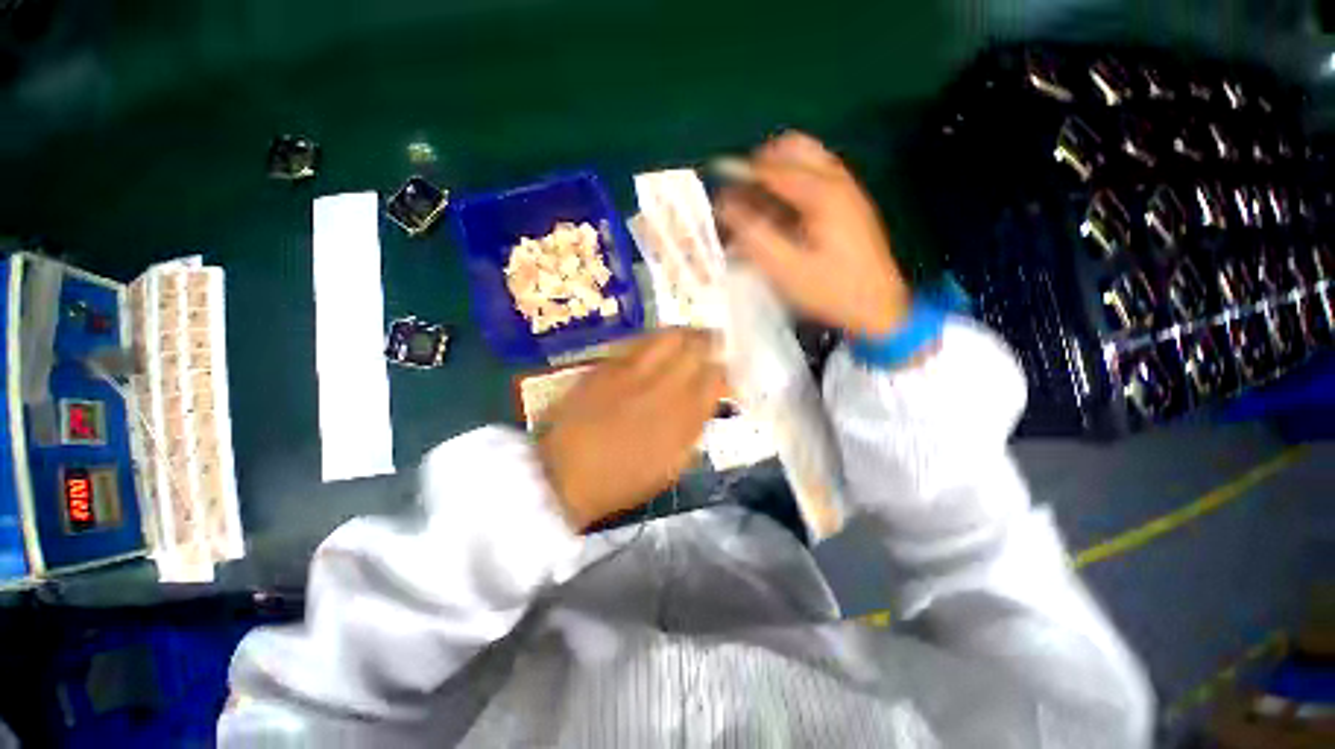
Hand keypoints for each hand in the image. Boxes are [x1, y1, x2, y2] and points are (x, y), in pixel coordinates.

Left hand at [536, 329, 725, 529]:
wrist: (563, 474)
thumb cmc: (622, 480)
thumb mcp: (670, 466)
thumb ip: (693, 430)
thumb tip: (706, 405)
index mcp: (683, 417)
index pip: (715, 378)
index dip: (724, 371)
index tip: (724, 372)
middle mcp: (663, 387)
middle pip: (696, 349)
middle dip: (711, 343)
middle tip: (714, 344)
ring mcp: (633, 371)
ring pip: (669, 336)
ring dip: (686, 334)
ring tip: (690, 336)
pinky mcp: (607, 365)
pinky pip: (639, 341)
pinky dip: (656, 339)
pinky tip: (658, 344)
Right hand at [717, 131, 910, 336]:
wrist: (879, 307)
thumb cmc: (830, 290)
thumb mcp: (785, 268)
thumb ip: (753, 234)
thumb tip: (725, 204)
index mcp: (822, 194)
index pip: (772, 167)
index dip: (741, 172)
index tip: (717, 183)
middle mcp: (837, 181)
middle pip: (794, 147)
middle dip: (761, 164)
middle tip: (740, 193)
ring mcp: (847, 190)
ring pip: (806, 159)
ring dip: (777, 172)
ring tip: (756, 203)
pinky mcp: (849, 204)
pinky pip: (816, 176)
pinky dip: (792, 184)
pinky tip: (781, 213)